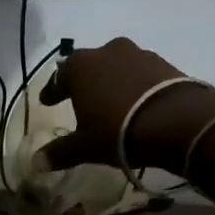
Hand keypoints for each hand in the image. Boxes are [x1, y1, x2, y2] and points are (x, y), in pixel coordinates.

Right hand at [38, 37, 214, 172]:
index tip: (48, 101)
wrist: (178, 122)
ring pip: (117, 66)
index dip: (52, 91)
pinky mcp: (165, 63)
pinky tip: (139, 102)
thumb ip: (60, 152)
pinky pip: (142, 73)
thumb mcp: (85, 146)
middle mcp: (106, 52)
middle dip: (83, 81)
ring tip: (113, 102)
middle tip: (80, 98)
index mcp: (79, 67)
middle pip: (88, 66)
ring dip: (112, 81)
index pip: (58, 77)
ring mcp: (138, 54)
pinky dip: (136, 85)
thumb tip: (36, 162)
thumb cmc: (118, 131)